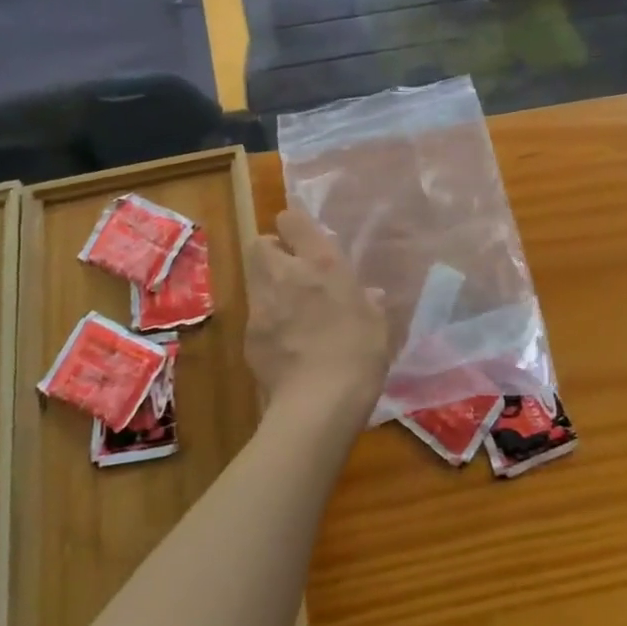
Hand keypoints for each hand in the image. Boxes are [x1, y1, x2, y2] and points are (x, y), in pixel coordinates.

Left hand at [245, 209, 400, 423]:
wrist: (318, 404)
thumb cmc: (358, 354)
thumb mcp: (377, 324)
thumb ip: (368, 302)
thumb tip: (368, 294)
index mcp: (321, 264)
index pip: (292, 221)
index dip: (294, 225)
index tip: (303, 238)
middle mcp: (285, 276)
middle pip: (260, 245)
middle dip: (272, 252)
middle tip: (292, 270)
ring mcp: (262, 307)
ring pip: (254, 280)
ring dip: (268, 286)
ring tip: (289, 309)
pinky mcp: (249, 337)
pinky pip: (255, 317)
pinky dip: (266, 323)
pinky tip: (284, 343)